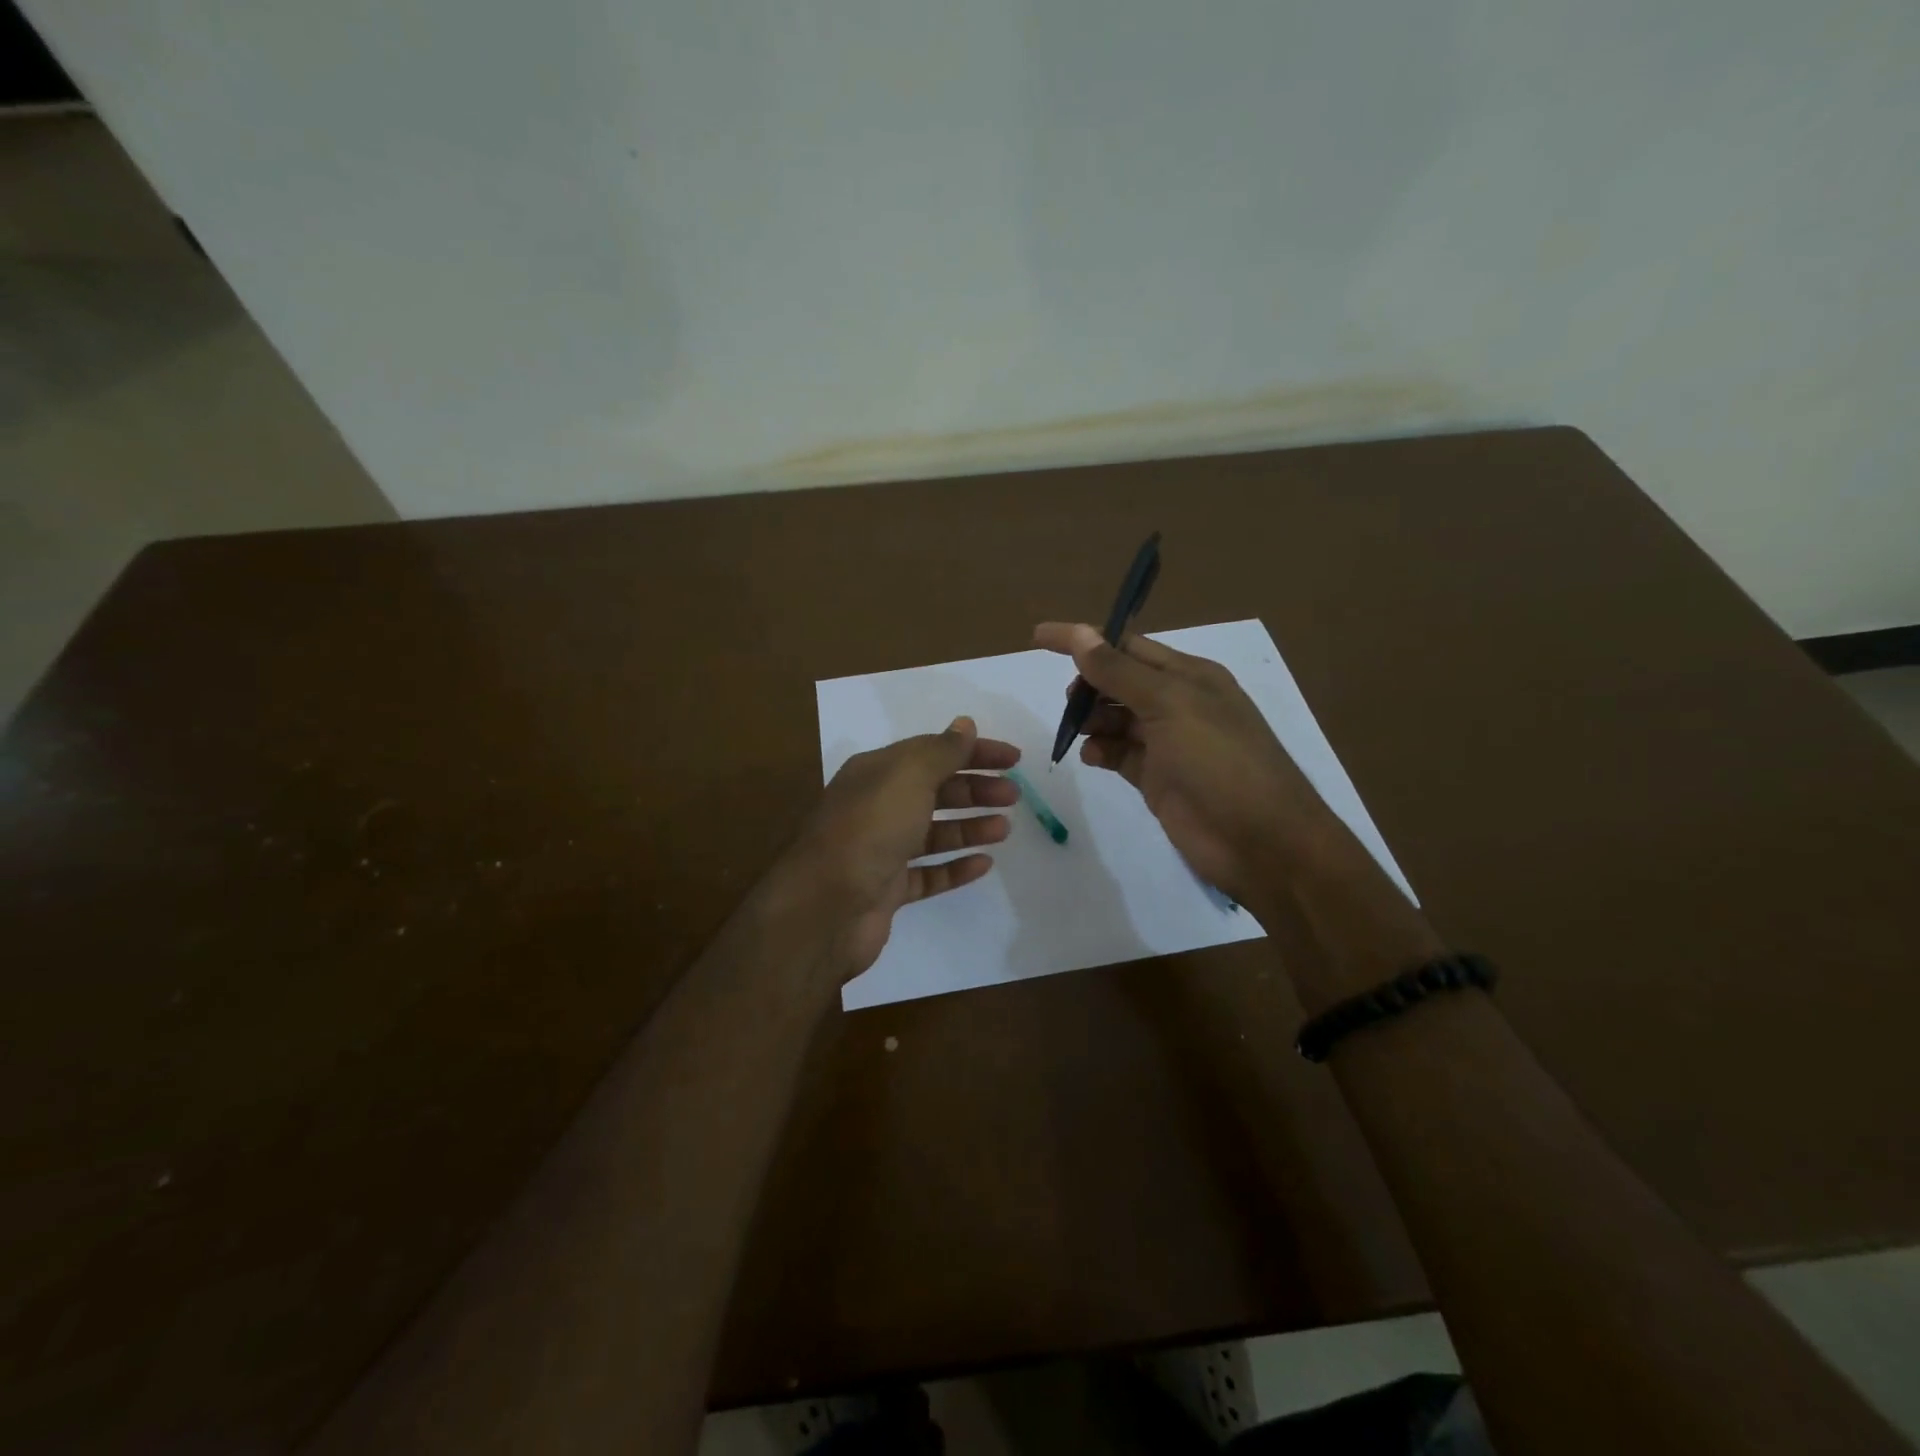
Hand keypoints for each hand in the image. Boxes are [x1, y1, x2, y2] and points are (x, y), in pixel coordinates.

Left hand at [788, 716, 1020, 976]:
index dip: (974, 751)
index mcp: (877, 772)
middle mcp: (876, 807)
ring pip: (933, 833)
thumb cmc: (870, 829)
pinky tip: (984, 864)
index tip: (1013, 759)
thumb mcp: (908, 776)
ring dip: (969, 826)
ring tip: (1004, 829)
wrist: (825, 907)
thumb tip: (965, 724)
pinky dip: (955, 867)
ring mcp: (880, 851)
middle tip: (1013, 795)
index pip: (932, 751)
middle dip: (975, 789)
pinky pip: (928, 874)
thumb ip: (941, 751)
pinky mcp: (887, 890)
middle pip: (934, 791)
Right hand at [1033, 622, 1339, 909]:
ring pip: (1116, 719)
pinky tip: (1092, 757)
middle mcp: (1179, 703)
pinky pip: (1119, 754)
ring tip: (1077, 732)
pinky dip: (1101, 751)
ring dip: (1092, 720)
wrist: (1260, 842)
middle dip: (1089, 685)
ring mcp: (1168, 743)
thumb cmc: (1219, 761)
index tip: (1040, 636)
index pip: (1127, 645)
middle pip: (1119, 681)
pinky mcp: (1158, 778)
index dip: (1085, 640)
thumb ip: (1119, 671)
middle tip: (1069, 702)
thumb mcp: (1169, 705)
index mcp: (1189, 675)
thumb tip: (1079, 633)